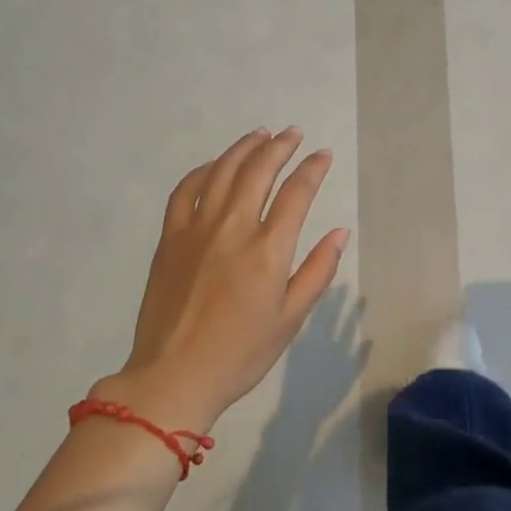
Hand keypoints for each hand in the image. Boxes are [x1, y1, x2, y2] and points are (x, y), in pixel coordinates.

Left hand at [97, 128, 349, 429]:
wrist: (173, 377)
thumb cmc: (240, 353)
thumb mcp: (291, 318)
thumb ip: (317, 270)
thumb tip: (340, 232)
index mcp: (268, 249)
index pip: (297, 192)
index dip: (313, 168)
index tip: (323, 155)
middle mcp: (233, 228)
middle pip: (259, 170)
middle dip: (280, 146)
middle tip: (293, 134)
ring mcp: (197, 229)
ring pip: (222, 171)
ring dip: (244, 148)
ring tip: (260, 135)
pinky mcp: (170, 237)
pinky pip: (185, 190)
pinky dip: (203, 170)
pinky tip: (215, 165)